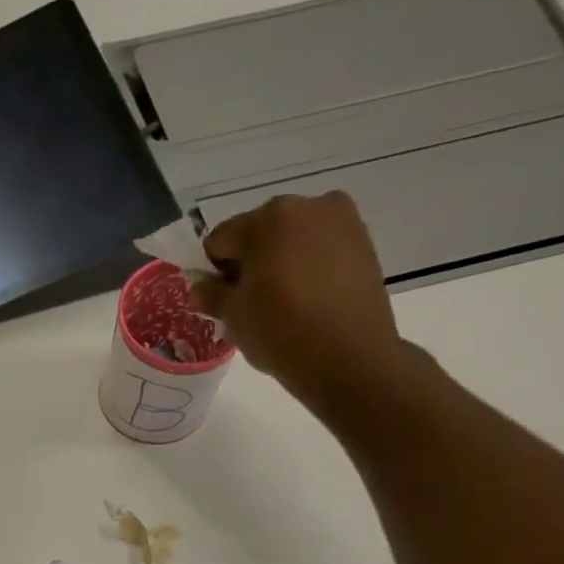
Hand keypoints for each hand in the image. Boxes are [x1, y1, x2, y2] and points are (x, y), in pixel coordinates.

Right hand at [191, 192, 406, 413]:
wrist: (348, 357)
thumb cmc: (280, 332)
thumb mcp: (234, 316)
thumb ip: (212, 295)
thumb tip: (199, 289)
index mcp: (266, 219)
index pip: (220, 239)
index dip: (214, 270)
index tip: (221, 299)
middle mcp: (305, 206)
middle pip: (259, 233)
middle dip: (250, 262)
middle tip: (252, 302)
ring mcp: (341, 220)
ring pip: (292, 239)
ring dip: (280, 263)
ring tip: (284, 303)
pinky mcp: (364, 241)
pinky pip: (321, 248)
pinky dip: (308, 266)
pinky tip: (309, 300)